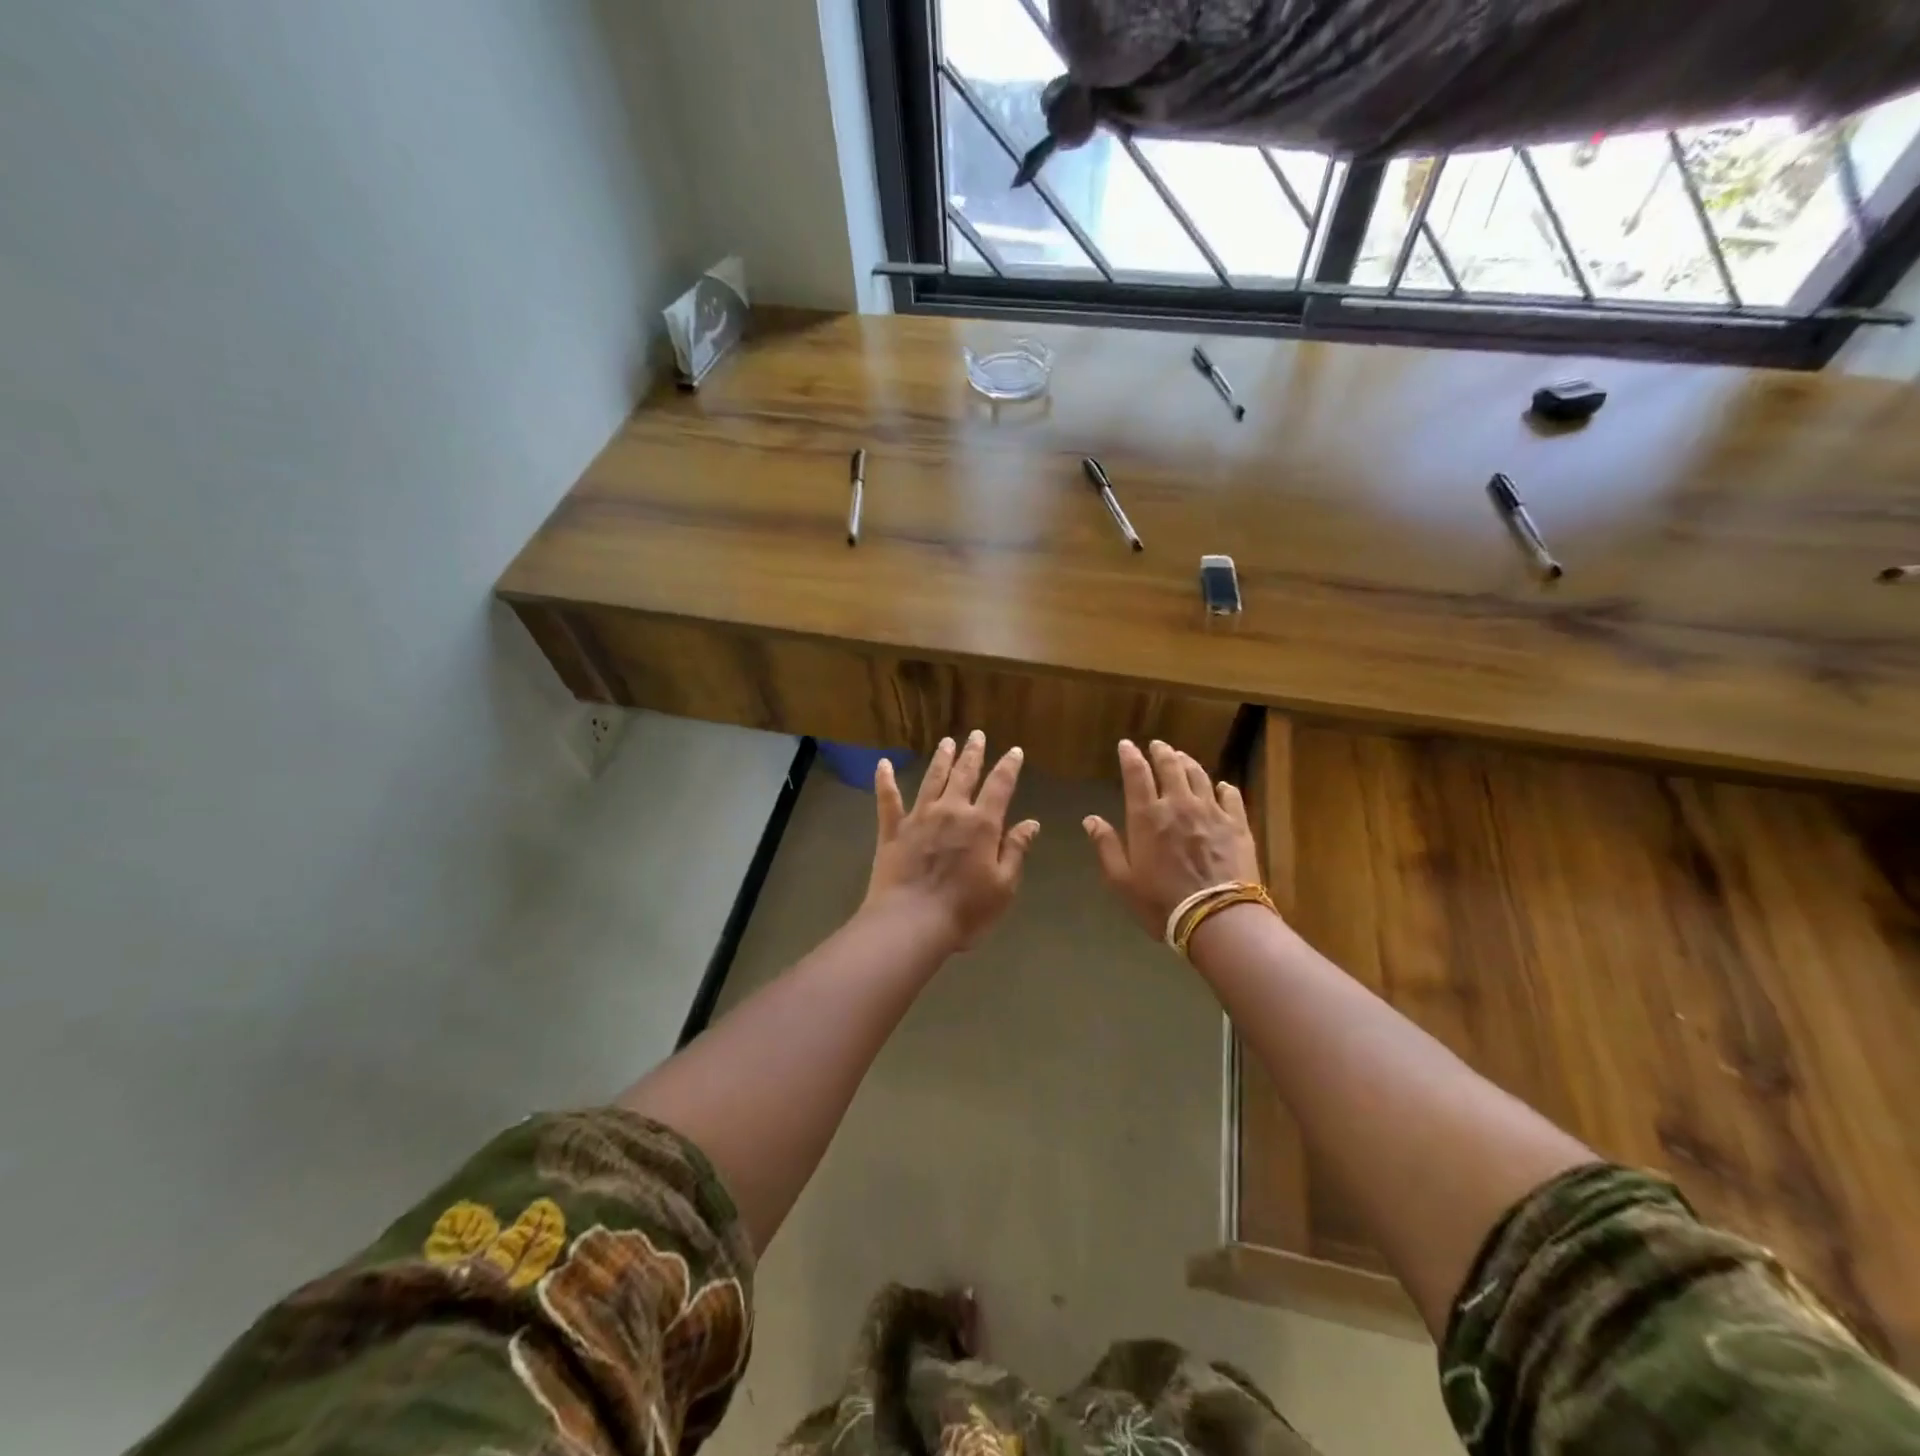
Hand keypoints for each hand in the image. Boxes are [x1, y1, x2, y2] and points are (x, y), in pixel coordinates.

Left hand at [863, 730, 1040, 954]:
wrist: (911, 923)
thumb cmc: (965, 910)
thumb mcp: (1003, 886)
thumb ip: (1015, 850)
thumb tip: (1031, 822)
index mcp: (981, 824)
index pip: (1000, 786)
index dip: (1009, 767)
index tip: (1014, 751)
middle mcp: (950, 811)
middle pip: (964, 775)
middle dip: (973, 753)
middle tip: (976, 734)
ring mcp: (918, 818)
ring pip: (932, 779)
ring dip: (941, 760)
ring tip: (947, 742)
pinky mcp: (892, 830)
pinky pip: (888, 800)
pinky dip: (885, 781)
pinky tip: (883, 764)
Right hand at [1084, 739, 1261, 939]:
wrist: (1217, 917)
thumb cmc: (1161, 902)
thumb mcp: (1122, 880)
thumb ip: (1106, 846)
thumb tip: (1090, 819)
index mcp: (1147, 816)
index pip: (1136, 774)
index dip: (1130, 756)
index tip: (1126, 745)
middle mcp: (1178, 805)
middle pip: (1170, 766)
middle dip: (1161, 752)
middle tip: (1158, 745)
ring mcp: (1211, 812)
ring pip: (1199, 776)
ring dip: (1188, 763)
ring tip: (1182, 758)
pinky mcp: (1237, 824)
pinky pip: (1231, 796)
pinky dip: (1223, 787)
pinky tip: (1222, 786)